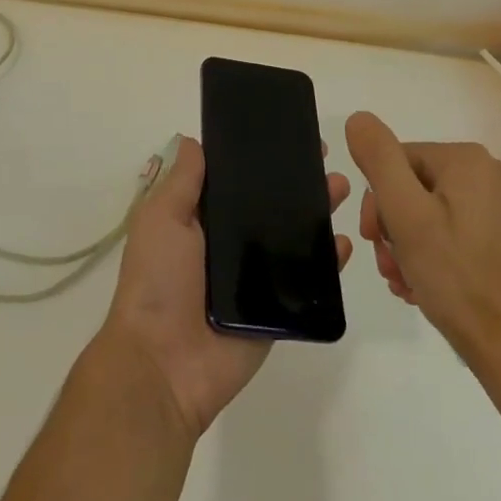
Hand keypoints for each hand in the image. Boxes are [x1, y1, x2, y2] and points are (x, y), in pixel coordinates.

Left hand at [97, 136, 351, 438]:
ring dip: (318, 212)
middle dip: (297, 182)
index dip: (260, 159)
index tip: (286, 136)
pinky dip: (327, 262)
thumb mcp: (161, 219)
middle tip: (324, 158)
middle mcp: (231, 245)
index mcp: (203, 221)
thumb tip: (195, 140)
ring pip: (293, 238)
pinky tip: (342, 242)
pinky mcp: (278, 310)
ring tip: (339, 188)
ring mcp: (256, 278)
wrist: (164, 365)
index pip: (237, 182)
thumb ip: (183, 181)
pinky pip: (308, 282)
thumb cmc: (157, 282)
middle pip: (271, 206)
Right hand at [345, 111, 500, 365]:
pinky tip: (422, 285)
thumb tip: (358, 119)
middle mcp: (489, 172)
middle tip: (388, 266)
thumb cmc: (455, 277)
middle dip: (393, 226)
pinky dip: (432, 253)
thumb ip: (379, 159)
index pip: (397, 162)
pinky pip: (453, 230)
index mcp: (467, 159)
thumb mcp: (405, 213)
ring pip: (431, 211)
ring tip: (403, 282)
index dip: (377, 201)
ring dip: (407, 244)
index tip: (373, 240)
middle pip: (414, 186)